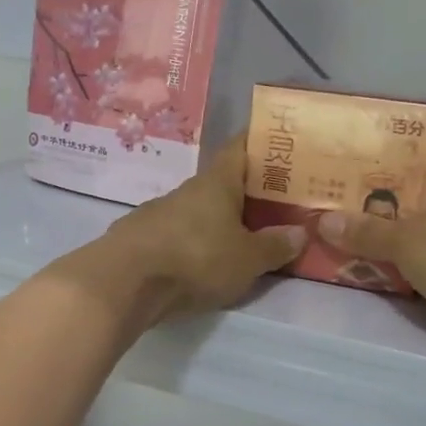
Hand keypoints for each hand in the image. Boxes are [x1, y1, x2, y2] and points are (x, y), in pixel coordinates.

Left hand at [88, 135, 306, 324]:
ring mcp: (159, 213)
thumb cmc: (196, 259)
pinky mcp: (140, 238)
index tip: (279, 144)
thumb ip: (275, 246)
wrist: (124, 283)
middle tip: (275, 202)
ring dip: (218, 219)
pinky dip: (195, 241)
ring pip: (198, 210)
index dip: (259, 142)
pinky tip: (203, 260)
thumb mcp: (248, 259)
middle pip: (221, 182)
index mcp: (216, 182)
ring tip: (243, 236)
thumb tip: (301, 232)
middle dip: (246, 191)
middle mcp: (187, 190)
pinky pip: (178, 233)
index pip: (239, 147)